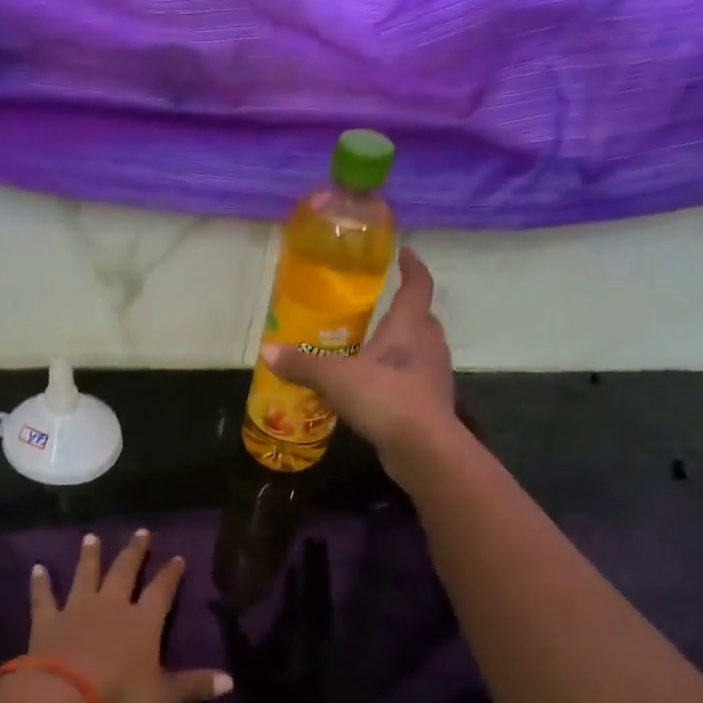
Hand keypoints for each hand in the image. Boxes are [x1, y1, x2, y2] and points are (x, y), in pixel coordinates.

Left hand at [28, 530, 231, 702]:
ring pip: (85, 575)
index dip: (171, 574)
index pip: (161, 591)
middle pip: (124, 572)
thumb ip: (195, 686)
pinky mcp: (48, 621)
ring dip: (89, 556)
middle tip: (141, 531)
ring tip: (91, 537)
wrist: (63, 695)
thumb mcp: (163, 696)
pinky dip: (40, 583)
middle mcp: (112, 606)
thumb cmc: (119, 694)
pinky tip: (37, 568)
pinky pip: (44, 597)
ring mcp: (77, 609)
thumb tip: (231, 681)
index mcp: (143, 621)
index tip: (178, 557)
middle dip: (134, 552)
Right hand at [263, 247, 458, 480]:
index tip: (406, 253)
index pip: (417, 286)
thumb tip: (267, 351)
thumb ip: (302, 365)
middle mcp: (428, 345)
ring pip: (421, 350)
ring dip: (403, 346)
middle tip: (381, 309)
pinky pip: (415, 380)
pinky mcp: (432, 404)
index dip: (413, 268)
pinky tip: (377, 389)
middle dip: (405, 311)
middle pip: (422, 318)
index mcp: (409, 327)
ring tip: (374, 350)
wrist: (424, 448)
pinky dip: (399, 377)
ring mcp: (434, 376)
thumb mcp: (335, 379)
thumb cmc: (385, 398)